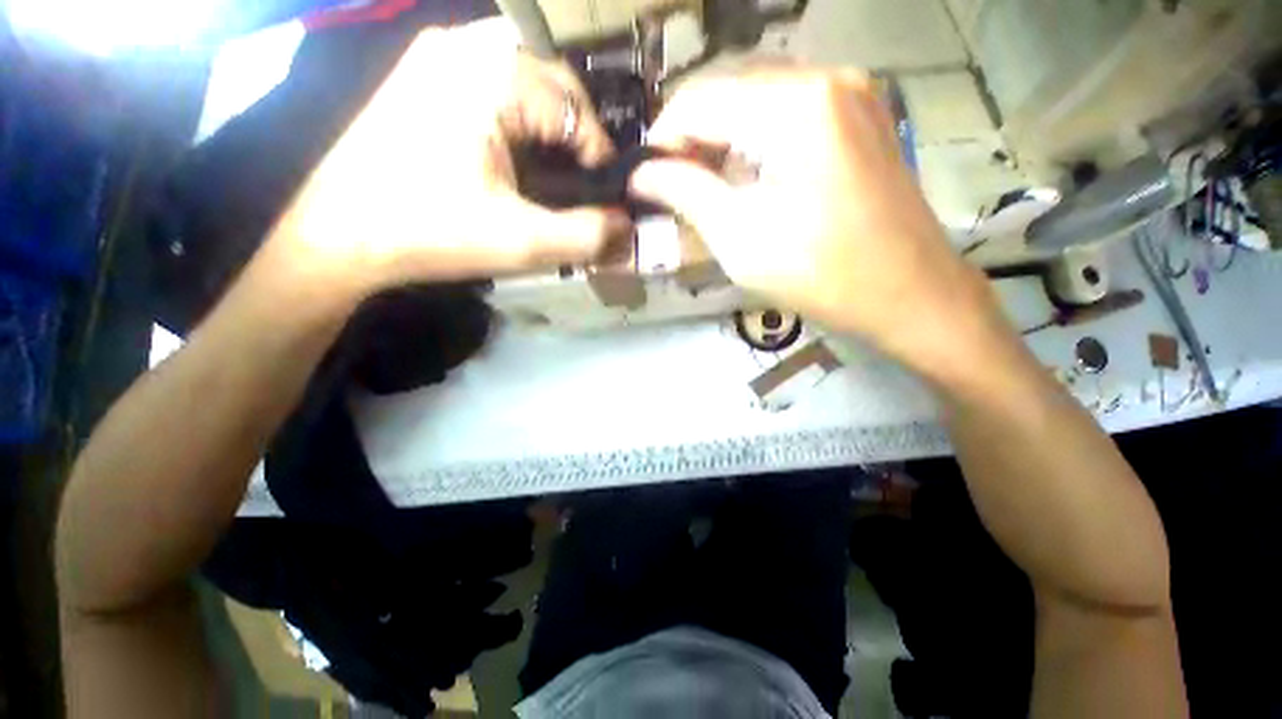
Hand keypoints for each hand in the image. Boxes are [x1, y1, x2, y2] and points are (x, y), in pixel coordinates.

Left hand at [274, 19, 631, 298]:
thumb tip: (628, 227)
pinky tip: (516, 154)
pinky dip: (519, 116)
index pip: (576, 107)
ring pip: (526, 81)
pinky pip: (494, 83)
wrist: (339, 235)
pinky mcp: (424, 74)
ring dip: (549, 126)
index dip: (598, 157)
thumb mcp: (522, 243)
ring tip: (554, 172)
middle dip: (576, 137)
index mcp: (490, 74)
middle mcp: (465, 45)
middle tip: (580, 186)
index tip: (601, 200)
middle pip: (554, 84)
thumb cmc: (431, 233)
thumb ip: (587, 236)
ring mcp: (439, 54)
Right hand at [631, 70, 997, 365]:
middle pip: (729, 92)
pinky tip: (748, 178)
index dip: (663, 139)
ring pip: (757, 101)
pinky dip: (755, 140)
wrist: (911, 294)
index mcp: (795, 105)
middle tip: (674, 188)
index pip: (699, 100)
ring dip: (722, 140)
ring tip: (706, 188)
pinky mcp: (860, 115)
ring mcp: (851, 92)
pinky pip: (788, 112)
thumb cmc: (822, 274)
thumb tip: (640, 175)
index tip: (646, 182)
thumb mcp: (740, 238)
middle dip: (692, 140)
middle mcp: (826, 78)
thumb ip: (685, 194)